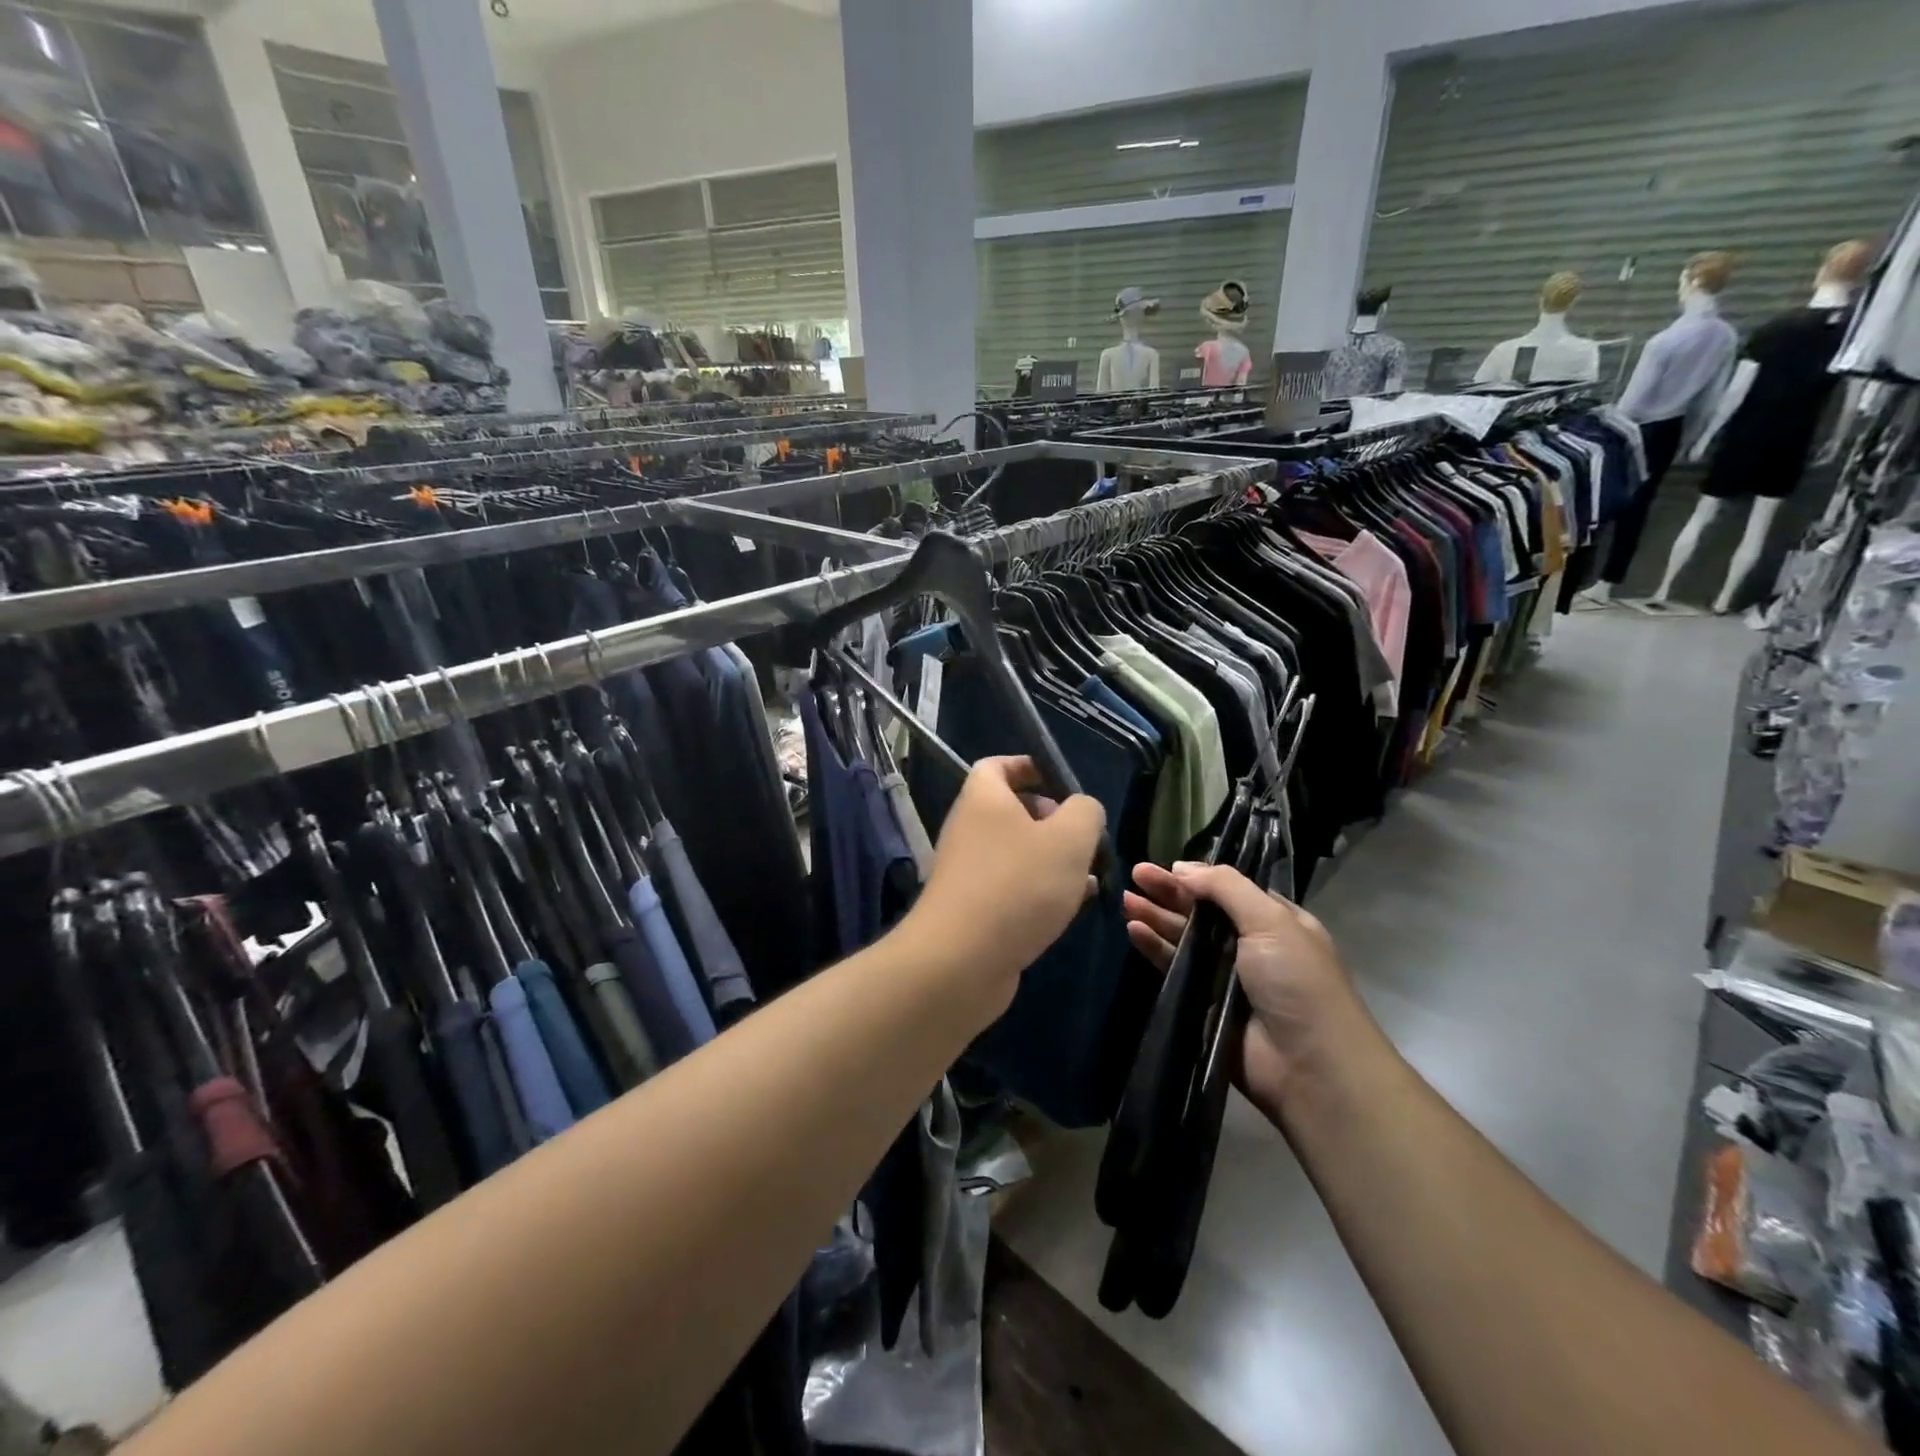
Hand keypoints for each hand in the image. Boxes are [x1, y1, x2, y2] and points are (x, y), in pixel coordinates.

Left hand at [906, 757, 1104, 1011]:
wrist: (961, 960)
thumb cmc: (1018, 885)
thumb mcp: (1069, 839)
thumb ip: (1085, 813)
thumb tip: (1082, 809)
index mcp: (983, 799)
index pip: (997, 765)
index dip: (1028, 766)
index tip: (1061, 783)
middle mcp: (968, 829)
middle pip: (1011, 811)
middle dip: (1052, 821)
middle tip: (1084, 839)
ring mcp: (968, 871)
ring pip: (1017, 854)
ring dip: (1052, 861)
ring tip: (1089, 877)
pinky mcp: (973, 909)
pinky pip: (1011, 888)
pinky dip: (1039, 892)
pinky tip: (1071, 909)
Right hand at [1123, 862, 1376, 1121]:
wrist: (1309, 1067)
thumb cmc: (1297, 982)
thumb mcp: (1271, 921)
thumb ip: (1226, 887)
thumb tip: (1182, 867)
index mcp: (1275, 922)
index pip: (1228, 890)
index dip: (1197, 877)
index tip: (1165, 865)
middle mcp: (1250, 946)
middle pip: (1201, 911)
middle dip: (1169, 892)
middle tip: (1135, 874)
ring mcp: (1225, 976)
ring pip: (1183, 938)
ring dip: (1156, 917)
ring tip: (1126, 900)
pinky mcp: (1204, 1004)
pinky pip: (1174, 969)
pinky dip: (1154, 948)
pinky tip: (1135, 931)